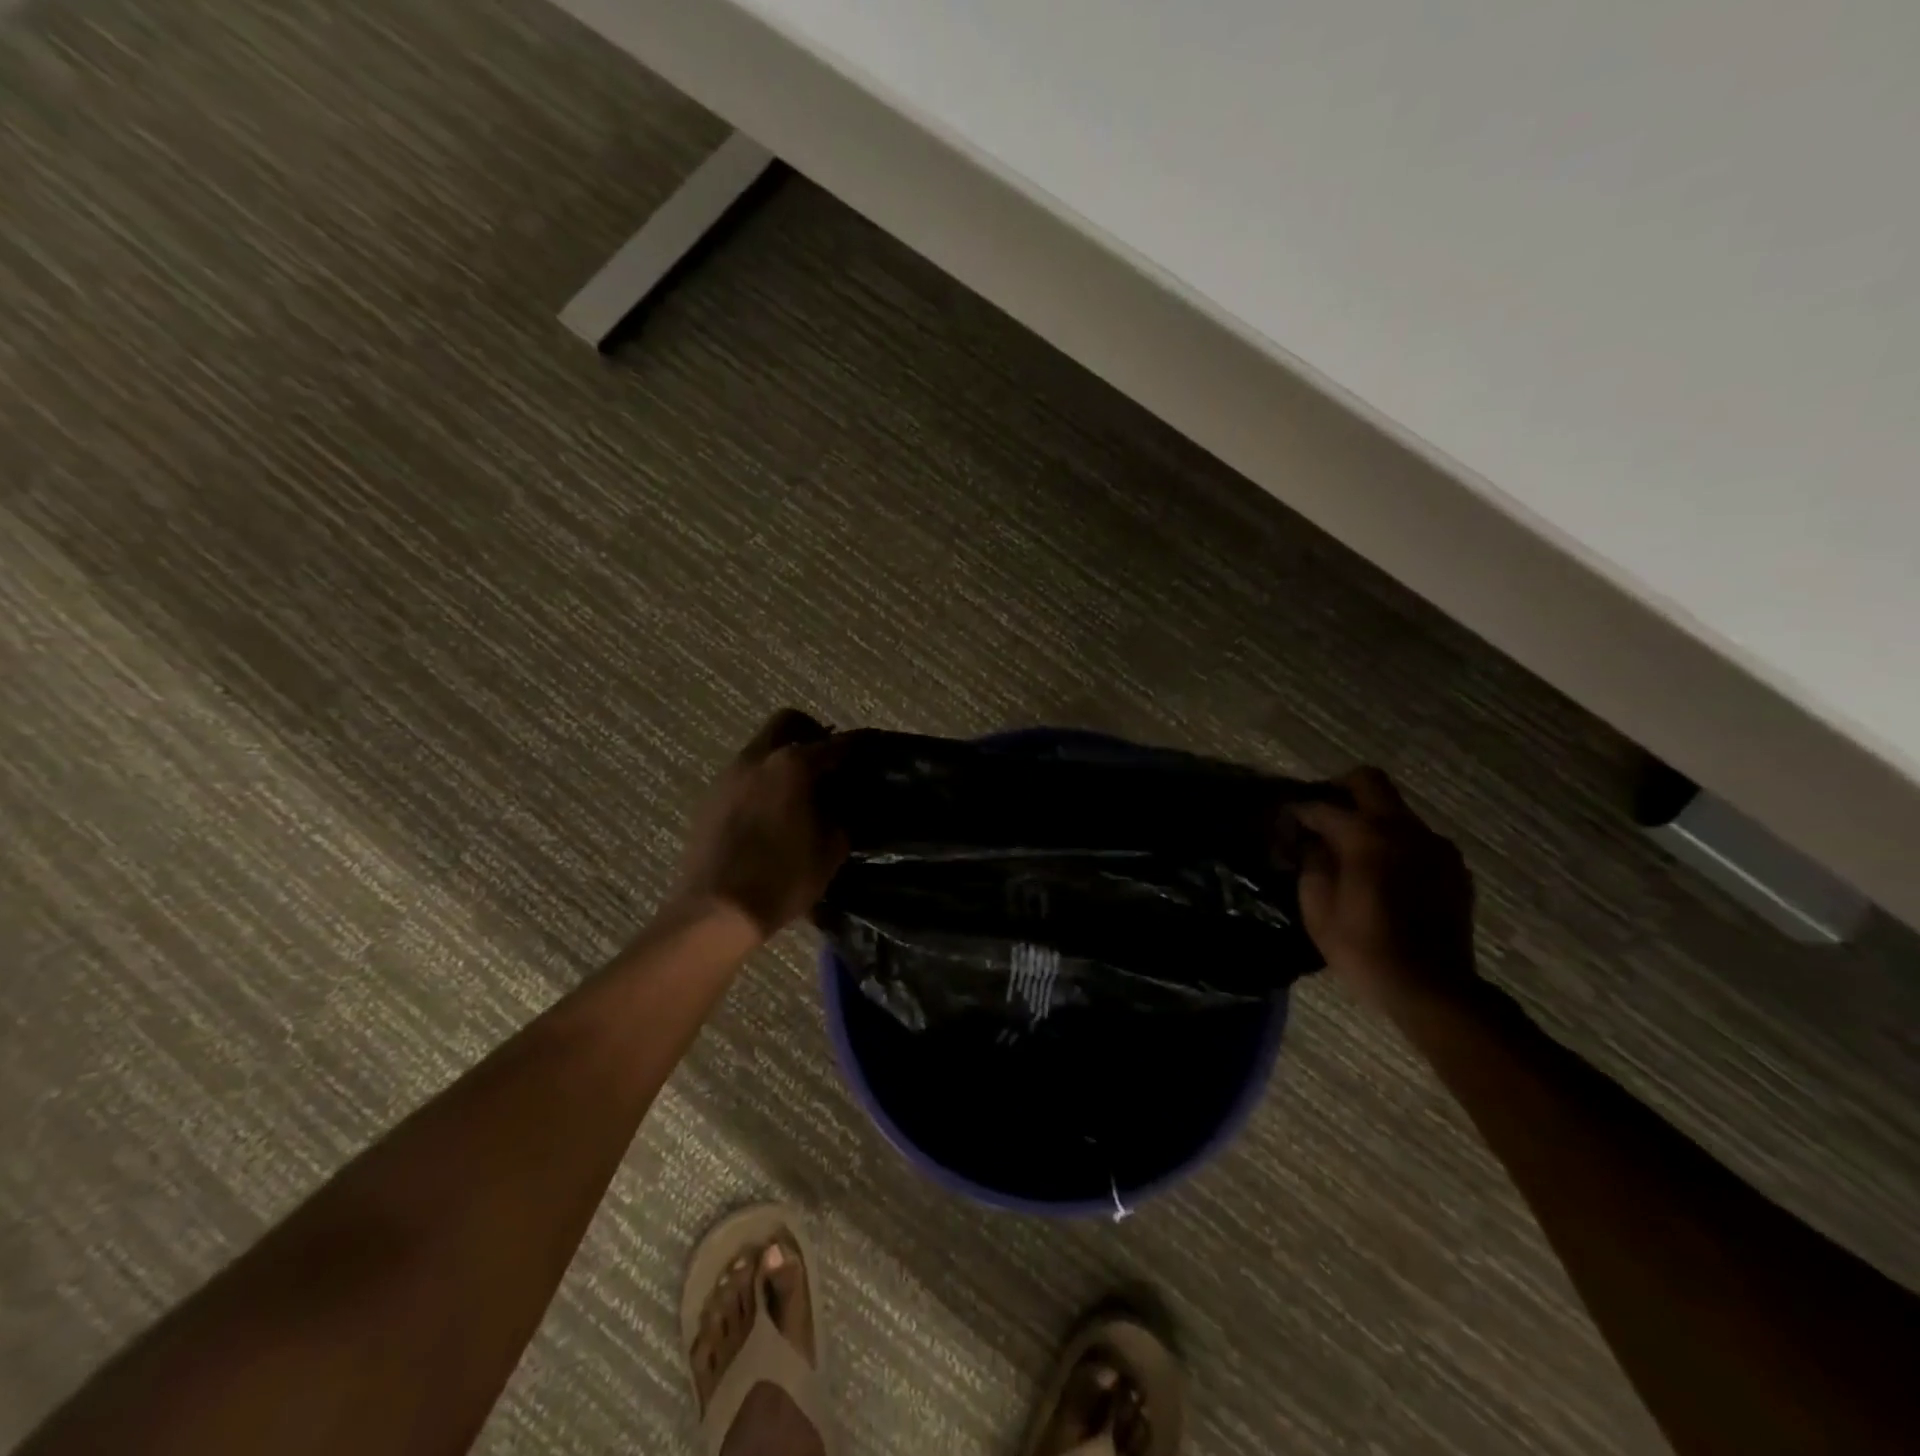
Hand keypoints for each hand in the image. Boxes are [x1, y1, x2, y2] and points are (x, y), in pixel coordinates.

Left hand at [673, 709, 849, 936]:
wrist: (715, 911)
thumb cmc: (782, 878)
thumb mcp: (830, 851)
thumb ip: (839, 818)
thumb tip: (838, 807)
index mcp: (792, 765)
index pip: (834, 743)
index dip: (855, 746)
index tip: (867, 751)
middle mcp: (757, 759)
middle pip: (787, 722)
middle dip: (811, 733)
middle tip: (828, 761)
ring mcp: (728, 777)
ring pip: (761, 748)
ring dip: (783, 758)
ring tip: (800, 791)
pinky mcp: (709, 799)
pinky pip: (744, 775)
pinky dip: (762, 781)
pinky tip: (772, 813)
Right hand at [1292, 768, 1476, 1009]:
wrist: (1432, 989)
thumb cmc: (1364, 949)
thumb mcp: (1317, 907)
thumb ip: (1310, 862)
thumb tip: (1308, 840)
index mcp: (1366, 836)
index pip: (1321, 806)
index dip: (1296, 811)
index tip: (1283, 822)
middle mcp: (1404, 829)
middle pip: (1369, 781)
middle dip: (1339, 790)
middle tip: (1320, 816)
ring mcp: (1434, 845)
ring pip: (1395, 809)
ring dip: (1369, 818)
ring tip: (1350, 850)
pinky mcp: (1453, 866)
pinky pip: (1416, 837)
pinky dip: (1394, 842)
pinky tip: (1382, 873)